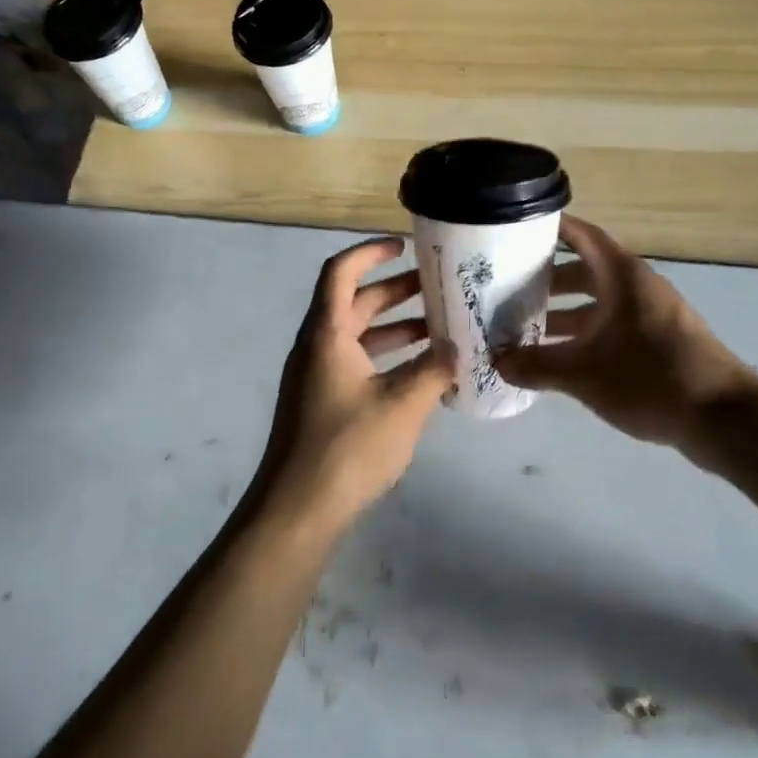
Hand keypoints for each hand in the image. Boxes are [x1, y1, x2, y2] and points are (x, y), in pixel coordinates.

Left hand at [259, 237, 453, 533]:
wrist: (298, 510)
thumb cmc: (347, 447)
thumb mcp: (402, 405)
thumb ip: (434, 371)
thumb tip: (459, 350)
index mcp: (327, 334)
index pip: (341, 272)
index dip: (370, 252)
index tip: (405, 247)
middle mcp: (317, 347)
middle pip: (354, 302)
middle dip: (395, 291)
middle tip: (438, 288)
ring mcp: (317, 376)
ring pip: (357, 335)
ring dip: (394, 327)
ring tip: (439, 329)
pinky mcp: (322, 402)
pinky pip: (357, 363)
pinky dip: (386, 358)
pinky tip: (421, 373)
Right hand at [493, 215, 757, 453]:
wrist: (723, 418)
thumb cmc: (650, 379)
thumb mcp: (584, 375)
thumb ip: (536, 366)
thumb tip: (496, 362)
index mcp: (622, 277)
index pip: (582, 235)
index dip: (552, 227)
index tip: (517, 227)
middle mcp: (637, 287)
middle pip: (586, 270)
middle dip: (548, 278)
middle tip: (509, 287)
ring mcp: (651, 314)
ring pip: (599, 302)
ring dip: (565, 311)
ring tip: (527, 327)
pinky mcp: (659, 341)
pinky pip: (613, 325)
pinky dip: (586, 333)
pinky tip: (562, 358)